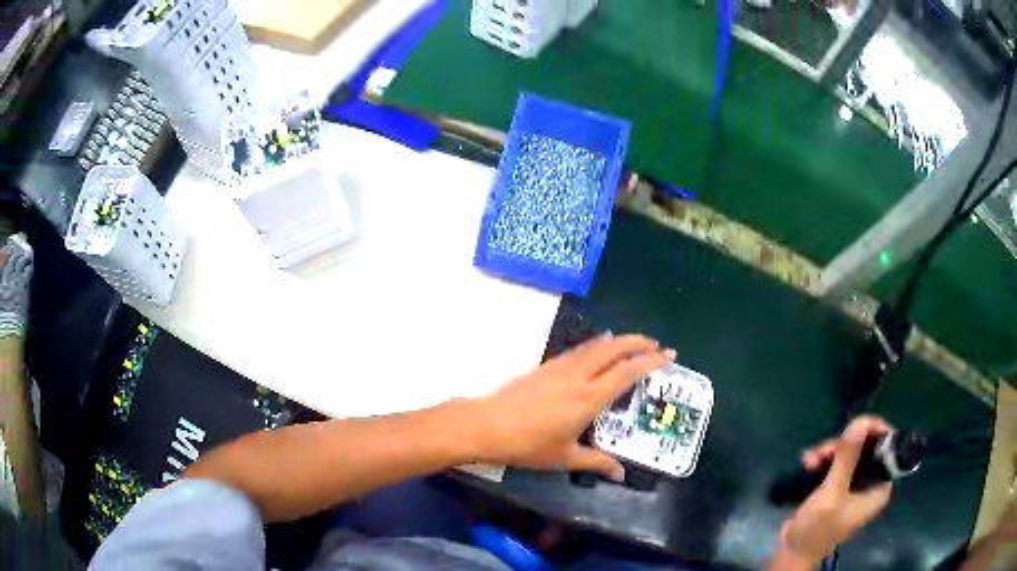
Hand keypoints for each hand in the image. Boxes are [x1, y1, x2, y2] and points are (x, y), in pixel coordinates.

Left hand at [471, 334, 674, 480]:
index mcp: (589, 397)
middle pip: (614, 348)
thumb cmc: (528, 445)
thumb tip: (620, 474)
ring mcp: (560, 367)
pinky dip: (595, 345)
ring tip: (632, 343)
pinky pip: (578, 349)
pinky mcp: (545, 366)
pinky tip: (595, 349)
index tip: (669, 356)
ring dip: (618, 340)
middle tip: (656, 345)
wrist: (486, 424)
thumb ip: (597, 462)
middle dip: (639, 342)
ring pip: (595, 345)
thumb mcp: (565, 458)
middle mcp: (578, 375)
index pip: (628, 372)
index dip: (651, 361)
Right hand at [781, 416, 894, 563]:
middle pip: (866, 448)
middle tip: (822, 451)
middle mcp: (871, 484)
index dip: (874, 431)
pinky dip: (823, 461)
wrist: (793, 551)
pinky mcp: (839, 488)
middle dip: (843, 446)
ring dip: (829, 453)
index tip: (854, 426)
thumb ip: (847, 458)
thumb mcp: (832, 493)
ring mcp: (855, 487)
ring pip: (849, 454)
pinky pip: (837, 464)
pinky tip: (808, 463)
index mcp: (879, 487)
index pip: (887, 448)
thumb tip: (860, 421)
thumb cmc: (817, 528)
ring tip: (810, 460)